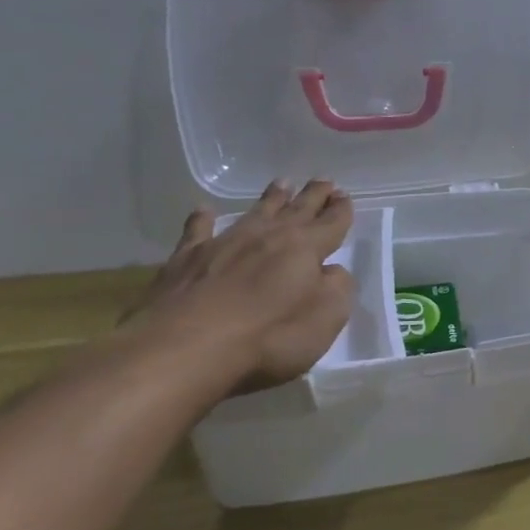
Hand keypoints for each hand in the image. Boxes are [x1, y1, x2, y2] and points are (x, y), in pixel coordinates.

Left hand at [126, 179, 356, 393]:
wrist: (184, 348)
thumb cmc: (268, 337)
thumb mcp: (326, 318)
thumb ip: (337, 289)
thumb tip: (332, 272)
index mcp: (305, 249)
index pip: (331, 223)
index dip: (341, 211)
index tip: (345, 197)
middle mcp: (268, 237)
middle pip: (297, 210)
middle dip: (313, 196)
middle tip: (323, 181)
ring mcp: (225, 244)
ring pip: (255, 213)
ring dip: (271, 199)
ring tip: (282, 183)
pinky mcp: (186, 260)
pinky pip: (198, 231)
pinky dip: (202, 219)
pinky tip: (204, 210)